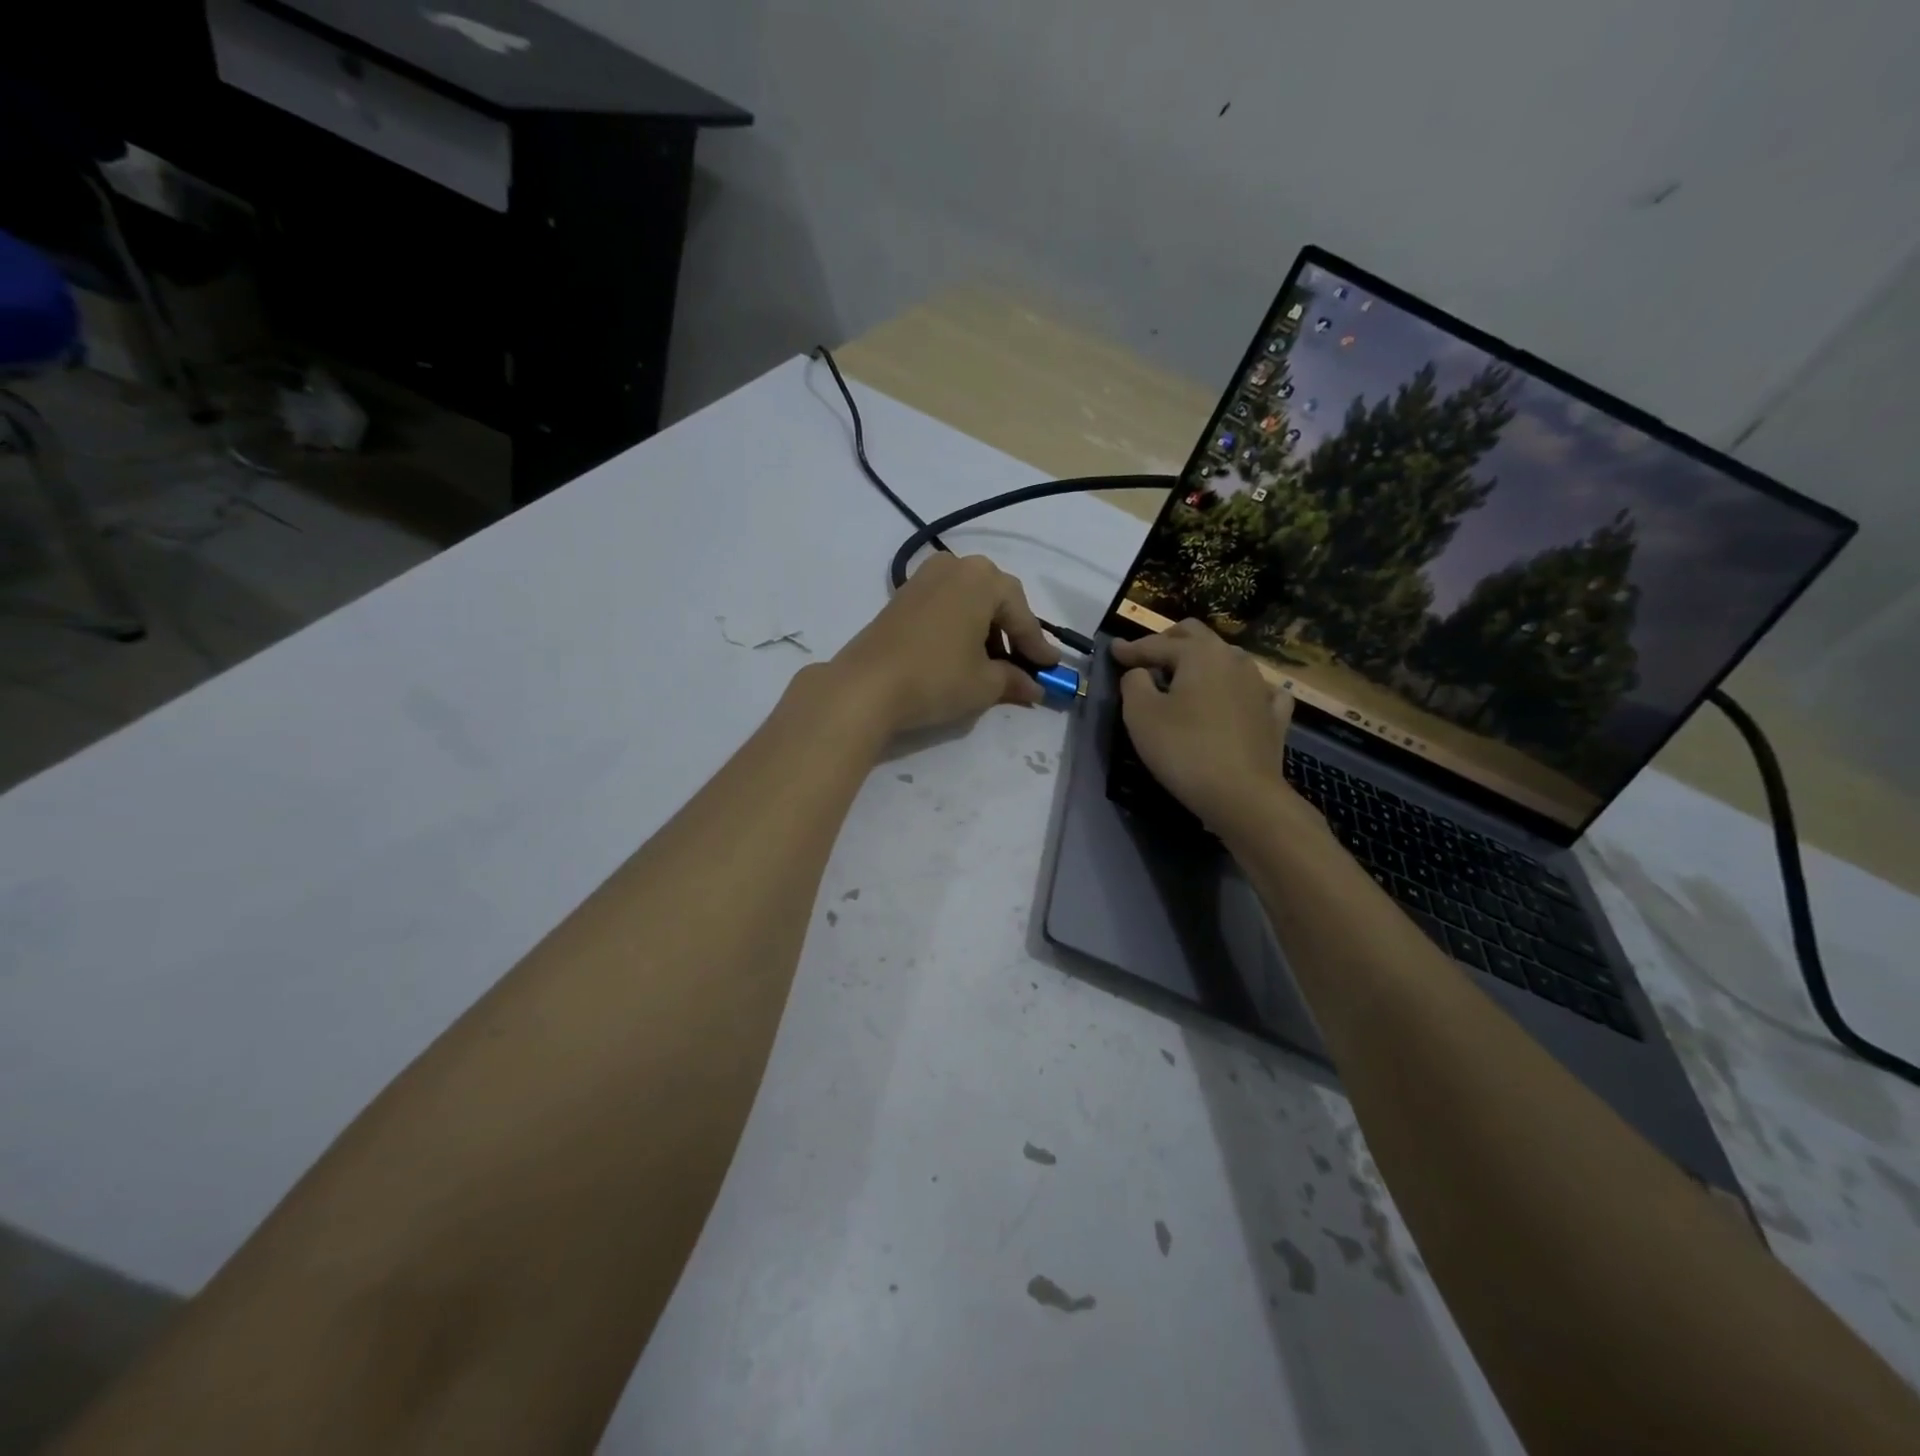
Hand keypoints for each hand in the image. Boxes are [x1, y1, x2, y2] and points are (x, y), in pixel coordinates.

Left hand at [830, 554, 1059, 736]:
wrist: (865, 686)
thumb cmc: (936, 677)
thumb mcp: (984, 684)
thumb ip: (1014, 680)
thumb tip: (1034, 688)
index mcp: (982, 578)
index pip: (1021, 614)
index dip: (1037, 646)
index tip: (1051, 669)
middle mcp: (954, 567)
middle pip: (996, 600)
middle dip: (1012, 634)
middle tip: (1024, 665)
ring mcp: (923, 579)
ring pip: (969, 602)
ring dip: (985, 631)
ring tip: (993, 666)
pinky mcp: (901, 597)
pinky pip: (945, 606)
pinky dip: (960, 628)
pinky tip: (963, 655)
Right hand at [1112, 620, 1294, 834]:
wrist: (1242, 795)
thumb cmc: (1184, 750)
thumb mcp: (1140, 715)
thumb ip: (1133, 683)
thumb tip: (1140, 673)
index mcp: (1200, 653)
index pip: (1157, 644)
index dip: (1131, 648)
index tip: (1112, 650)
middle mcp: (1233, 659)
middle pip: (1197, 636)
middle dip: (1169, 641)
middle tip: (1148, 655)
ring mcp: (1259, 685)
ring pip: (1227, 658)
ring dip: (1202, 661)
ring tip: (1184, 677)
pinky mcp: (1274, 714)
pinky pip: (1257, 689)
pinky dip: (1239, 688)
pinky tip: (1237, 697)